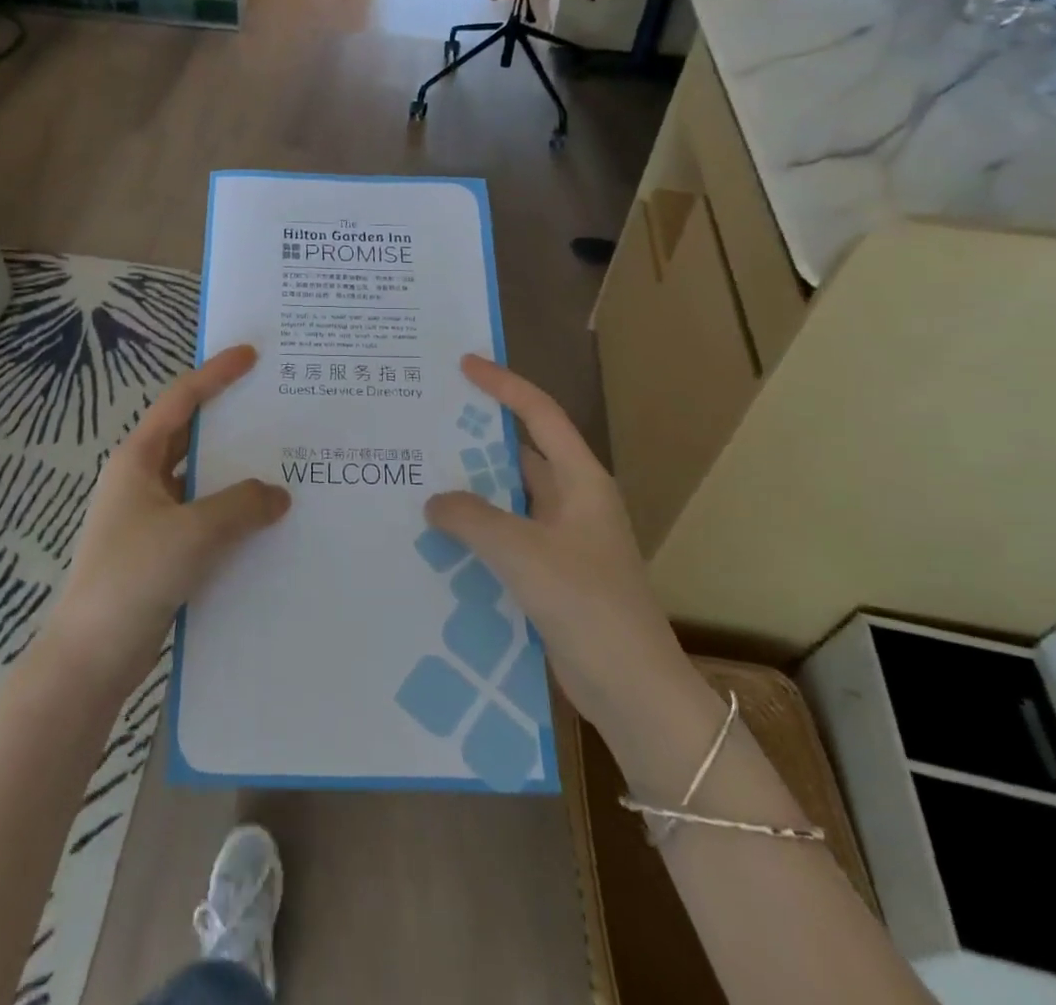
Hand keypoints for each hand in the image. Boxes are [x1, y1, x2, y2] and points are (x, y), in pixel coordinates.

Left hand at [47, 345, 290, 687]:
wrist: (90, 657)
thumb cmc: (134, 577)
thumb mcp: (194, 532)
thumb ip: (242, 505)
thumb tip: (278, 495)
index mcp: (137, 459)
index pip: (180, 401)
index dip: (215, 374)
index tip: (251, 355)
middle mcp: (141, 480)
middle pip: (191, 437)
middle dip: (232, 423)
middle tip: (278, 411)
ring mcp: (148, 518)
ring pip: (200, 482)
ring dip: (235, 475)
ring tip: (284, 466)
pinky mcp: (159, 552)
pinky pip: (202, 519)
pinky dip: (231, 515)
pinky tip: (265, 524)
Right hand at [424, 355, 679, 716]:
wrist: (634, 691)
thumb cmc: (587, 606)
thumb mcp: (523, 553)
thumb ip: (472, 518)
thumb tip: (434, 501)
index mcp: (581, 481)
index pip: (540, 414)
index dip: (503, 385)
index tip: (464, 365)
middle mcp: (573, 502)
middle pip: (521, 453)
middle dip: (477, 437)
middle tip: (427, 422)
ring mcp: (563, 540)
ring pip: (510, 498)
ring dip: (473, 488)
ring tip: (421, 475)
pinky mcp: (552, 575)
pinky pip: (507, 536)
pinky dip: (477, 530)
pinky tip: (440, 537)